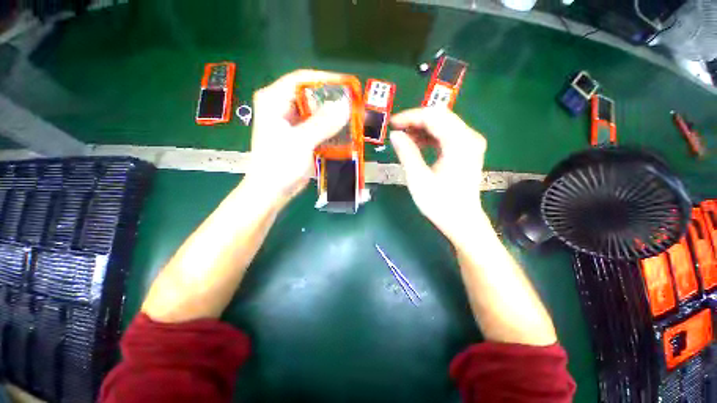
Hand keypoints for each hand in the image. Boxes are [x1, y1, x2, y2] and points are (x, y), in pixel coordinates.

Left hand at [248, 70, 350, 206]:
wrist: (272, 190)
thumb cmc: (279, 165)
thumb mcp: (301, 142)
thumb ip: (323, 123)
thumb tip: (346, 106)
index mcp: (274, 100)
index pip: (302, 79)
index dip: (326, 81)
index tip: (347, 87)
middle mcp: (282, 107)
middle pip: (312, 96)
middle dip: (333, 102)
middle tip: (353, 108)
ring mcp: (292, 123)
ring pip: (317, 113)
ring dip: (334, 118)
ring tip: (352, 121)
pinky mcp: (301, 136)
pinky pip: (319, 127)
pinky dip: (330, 130)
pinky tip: (343, 134)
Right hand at [390, 108, 488, 242]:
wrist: (462, 221)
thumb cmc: (439, 203)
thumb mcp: (418, 178)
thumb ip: (406, 153)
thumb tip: (395, 135)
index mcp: (459, 143)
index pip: (433, 116)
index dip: (410, 117)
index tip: (392, 123)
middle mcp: (469, 137)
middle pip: (440, 116)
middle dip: (415, 120)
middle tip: (397, 130)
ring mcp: (470, 143)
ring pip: (443, 124)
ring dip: (422, 128)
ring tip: (404, 139)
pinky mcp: (467, 150)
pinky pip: (446, 135)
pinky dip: (430, 137)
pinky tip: (418, 144)